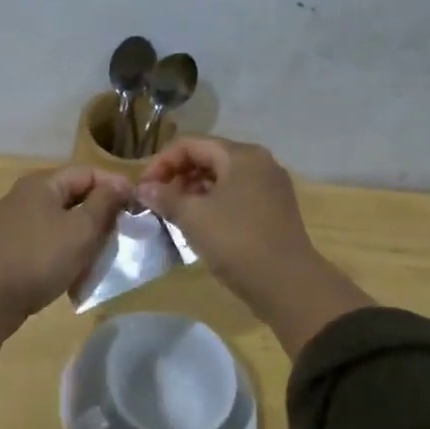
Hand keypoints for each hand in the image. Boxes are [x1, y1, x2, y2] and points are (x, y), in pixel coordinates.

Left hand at [0, 164, 132, 318]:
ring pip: (62, 218)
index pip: (88, 172)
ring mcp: (16, 220)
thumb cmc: (41, 257)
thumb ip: (104, 203)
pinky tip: (76, 268)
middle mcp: (26, 194)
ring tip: (103, 253)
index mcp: (43, 182)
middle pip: (74, 194)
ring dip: (85, 233)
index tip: (136, 209)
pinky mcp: (11, 244)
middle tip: (122, 233)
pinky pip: (48, 238)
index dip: (115, 187)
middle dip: (101, 212)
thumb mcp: (82, 229)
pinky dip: (66, 248)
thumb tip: (121, 183)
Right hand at [135, 137, 371, 357]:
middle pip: (208, 157)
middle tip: (156, 200)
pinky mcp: (274, 209)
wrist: (288, 284)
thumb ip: (165, 197)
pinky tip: (198, 223)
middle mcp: (259, 163)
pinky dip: (212, 203)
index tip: (143, 187)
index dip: (161, 162)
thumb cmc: (237, 241)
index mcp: (241, 155)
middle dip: (177, 175)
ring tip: (173, 213)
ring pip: (222, 177)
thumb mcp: (193, 217)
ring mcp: (270, 186)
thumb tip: (142, 189)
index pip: (191, 144)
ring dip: (193, 190)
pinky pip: (235, 195)